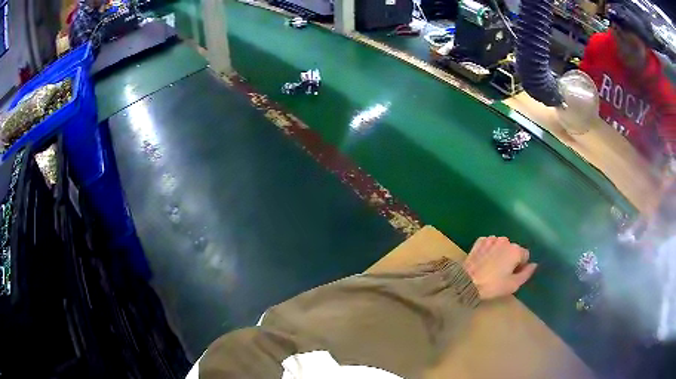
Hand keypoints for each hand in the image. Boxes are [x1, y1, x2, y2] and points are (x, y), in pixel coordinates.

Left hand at [463, 236, 536, 300]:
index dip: (520, 266)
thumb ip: (526, 273)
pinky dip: (489, 250)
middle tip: (501, 272)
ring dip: (499, 253)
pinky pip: (489, 244)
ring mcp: (491, 239)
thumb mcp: (513, 284)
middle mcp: (505, 240)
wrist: (468, 282)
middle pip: (513, 249)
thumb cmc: (493, 285)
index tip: (512, 275)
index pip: (525, 255)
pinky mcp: (479, 241)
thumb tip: (534, 265)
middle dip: (510, 258)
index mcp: (516, 250)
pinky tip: (484, 260)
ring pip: (501, 245)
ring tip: (491, 267)